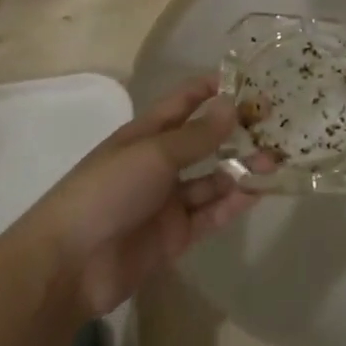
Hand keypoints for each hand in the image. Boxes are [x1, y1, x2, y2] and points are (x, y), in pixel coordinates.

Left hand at [17, 82, 256, 320]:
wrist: (69, 265)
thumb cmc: (107, 190)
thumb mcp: (154, 153)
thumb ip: (198, 135)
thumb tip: (233, 105)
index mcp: (147, 134)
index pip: (184, 102)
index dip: (212, 88)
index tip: (249, 80)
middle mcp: (160, 163)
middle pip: (204, 142)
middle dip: (236, 133)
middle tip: (275, 126)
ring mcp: (168, 201)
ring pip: (212, 179)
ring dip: (241, 169)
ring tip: (274, 161)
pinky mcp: (175, 236)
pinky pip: (210, 214)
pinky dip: (233, 203)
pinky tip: (257, 191)